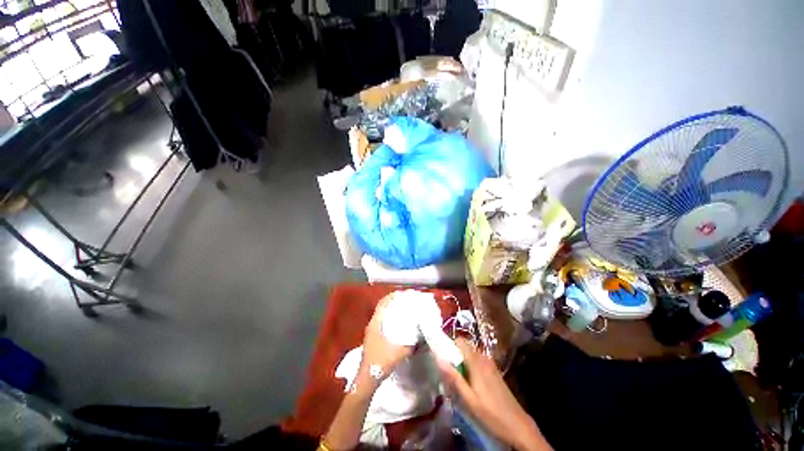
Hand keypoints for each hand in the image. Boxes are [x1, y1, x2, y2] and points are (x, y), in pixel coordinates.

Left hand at [360, 294, 413, 381]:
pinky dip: (389, 318)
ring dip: (390, 310)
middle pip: (382, 307)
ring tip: (402, 308)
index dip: (391, 296)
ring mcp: (371, 331)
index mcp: (375, 323)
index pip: (382, 303)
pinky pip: (381, 322)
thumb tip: (422, 337)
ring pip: (381, 315)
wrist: (367, 378)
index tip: (402, 293)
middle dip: (392, 302)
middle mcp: (372, 324)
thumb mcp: (399, 352)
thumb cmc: (381, 362)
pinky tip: (398, 323)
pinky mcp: (373, 337)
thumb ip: (411, 344)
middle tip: (404, 300)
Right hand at [437, 339, 551, 450]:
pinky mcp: (495, 372)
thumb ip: (453, 377)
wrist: (517, 425)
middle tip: (447, 370)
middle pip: (466, 347)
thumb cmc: (490, 413)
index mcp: (476, 362)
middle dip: (455, 354)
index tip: (441, 354)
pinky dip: (470, 366)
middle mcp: (484, 358)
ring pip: (472, 354)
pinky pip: (478, 361)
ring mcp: (491, 365)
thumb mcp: (469, 398)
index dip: (450, 344)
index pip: (461, 341)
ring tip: (456, 377)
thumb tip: (438, 357)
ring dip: (462, 361)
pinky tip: (470, 382)